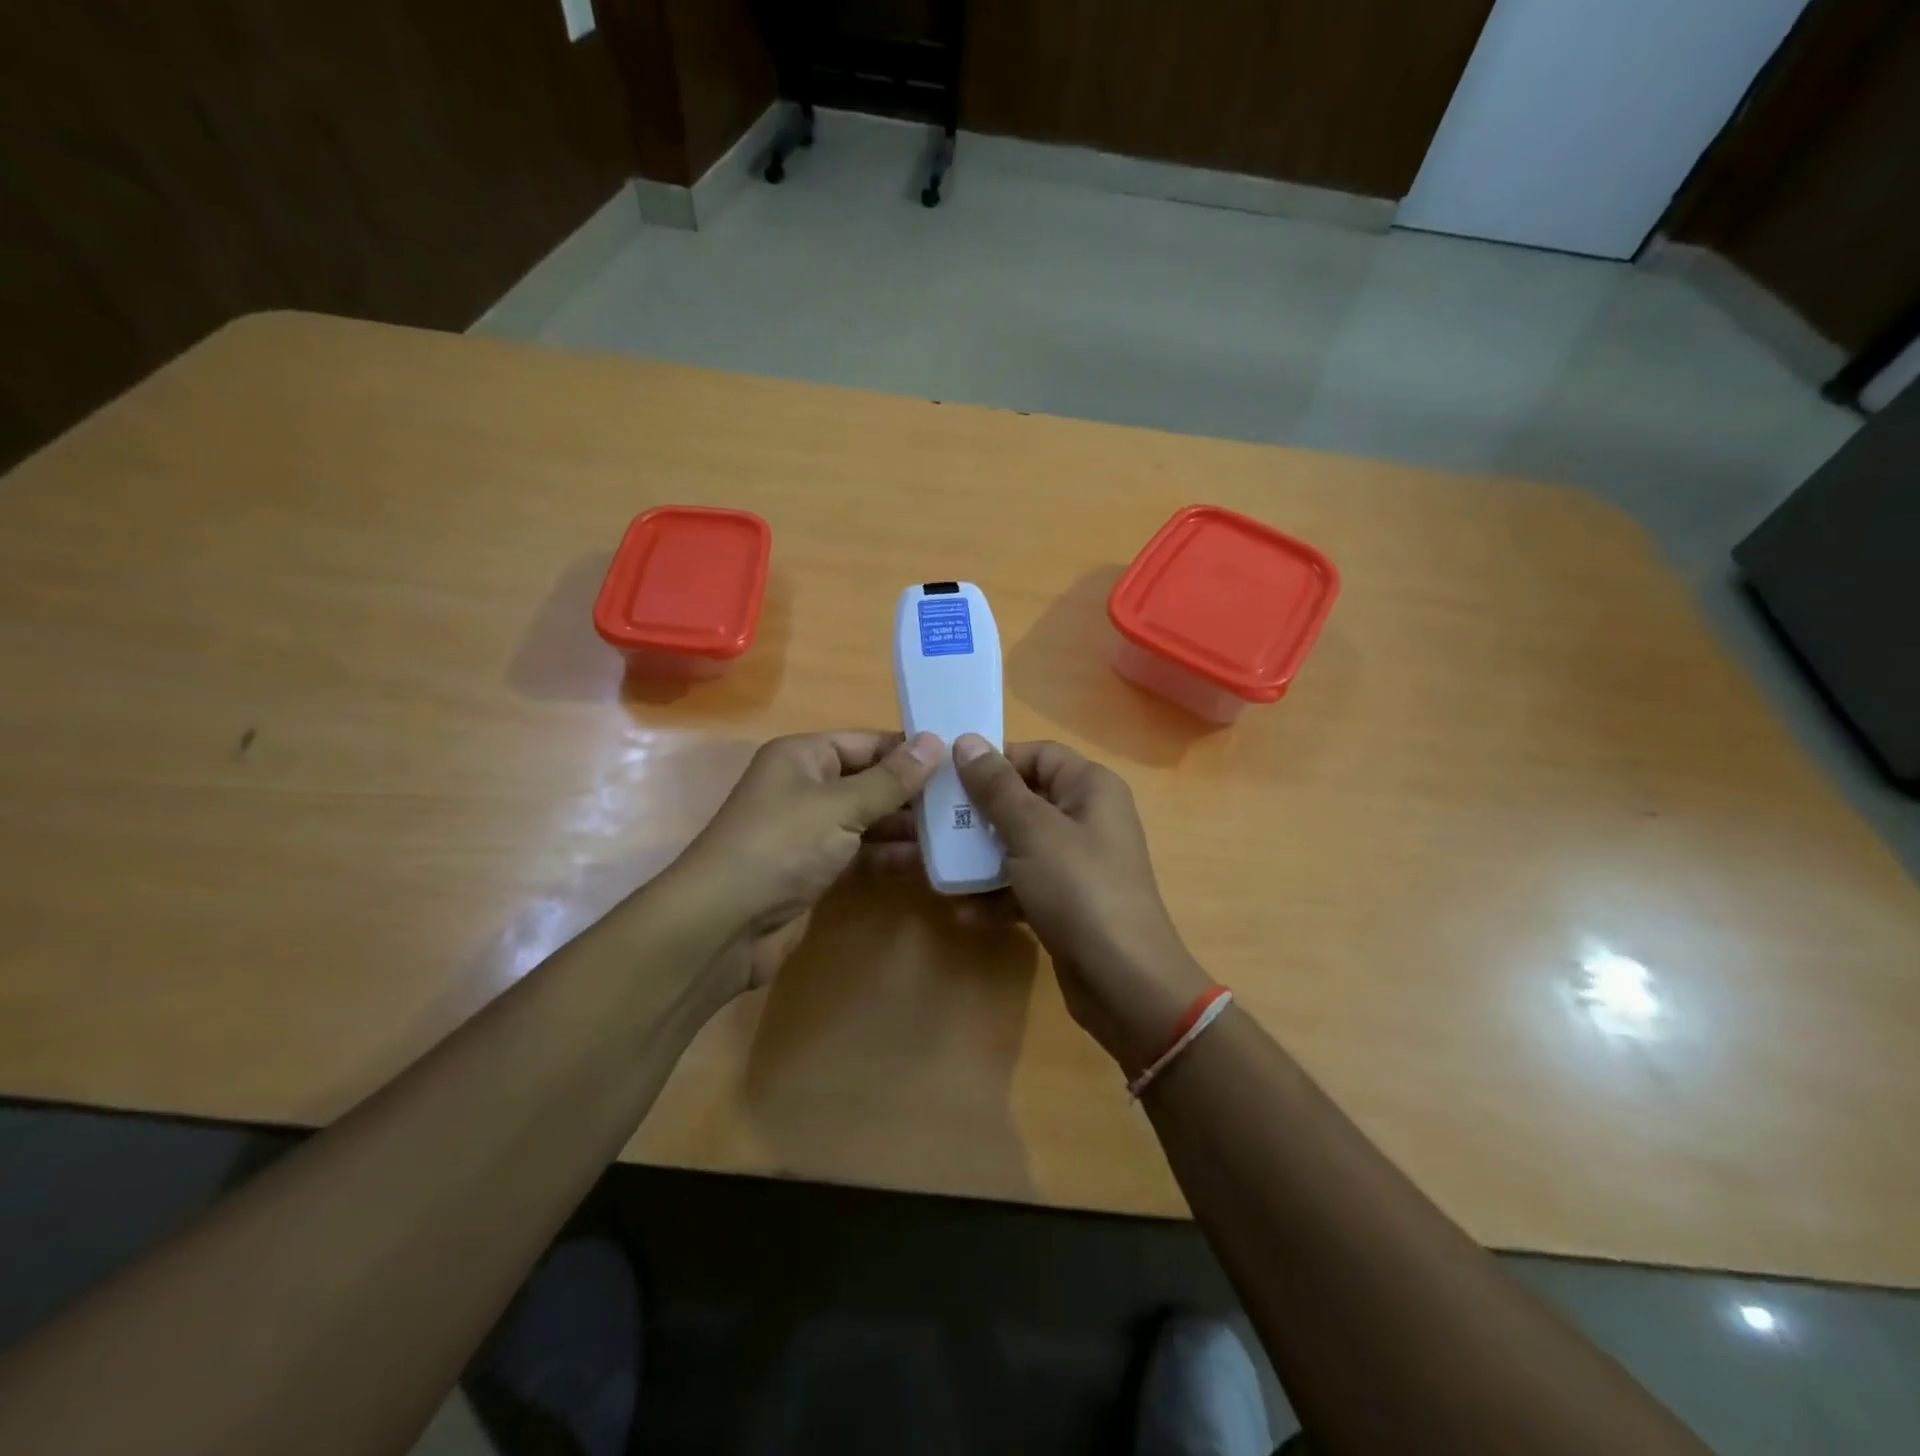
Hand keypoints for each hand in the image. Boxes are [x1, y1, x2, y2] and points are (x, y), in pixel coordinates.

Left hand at [671, 730, 942, 991]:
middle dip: (915, 791)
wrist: (723, 925)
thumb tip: (937, 740)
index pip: (868, 742)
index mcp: (804, 756)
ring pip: (869, 819)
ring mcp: (811, 830)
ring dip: (908, 826)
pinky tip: (928, 862)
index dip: (911, 750)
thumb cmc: (781, 847)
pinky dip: (890, 855)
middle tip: (968, 800)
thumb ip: (892, 779)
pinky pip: (861, 853)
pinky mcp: (816, 869)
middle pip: (871, 780)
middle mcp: (807, 786)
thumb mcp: (840, 806)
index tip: (960, 760)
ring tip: (959, 830)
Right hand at [950, 735, 1213, 1074]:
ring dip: (981, 859)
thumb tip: (967, 741)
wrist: (1124, 981)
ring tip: (940, 870)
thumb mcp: (1032, 831)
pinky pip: (1025, 885)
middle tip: (934, 825)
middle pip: (1023, 801)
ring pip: (1019, 845)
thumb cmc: (1078, 889)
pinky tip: (966, 914)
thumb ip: (997, 787)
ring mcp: (1078, 862)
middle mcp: (1087, 817)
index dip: (994, 761)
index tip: (949, 777)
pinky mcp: (1067, 901)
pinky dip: (998, 896)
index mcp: (1089, 787)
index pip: (1037, 755)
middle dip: (978, 815)